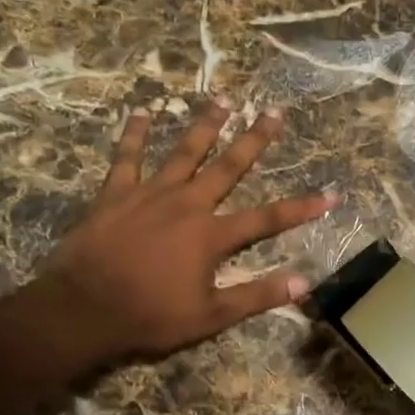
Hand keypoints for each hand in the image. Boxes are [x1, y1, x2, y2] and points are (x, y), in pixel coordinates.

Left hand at [34, 100, 336, 364]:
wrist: (83, 309)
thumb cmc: (150, 315)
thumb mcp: (211, 316)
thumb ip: (256, 295)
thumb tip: (303, 283)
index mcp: (211, 236)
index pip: (268, 219)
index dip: (302, 208)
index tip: (330, 194)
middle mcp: (187, 204)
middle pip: (228, 167)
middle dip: (254, 140)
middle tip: (273, 112)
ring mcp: (150, 194)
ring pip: (184, 152)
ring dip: (204, 125)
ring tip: (223, 99)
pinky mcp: (116, 194)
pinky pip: (127, 158)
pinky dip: (135, 135)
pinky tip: (142, 112)